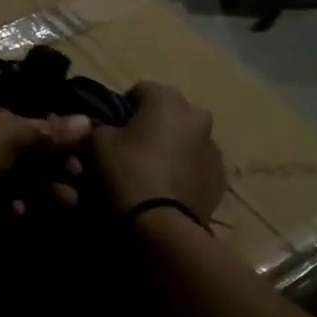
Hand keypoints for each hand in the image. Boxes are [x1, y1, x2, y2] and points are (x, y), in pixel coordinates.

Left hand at [0, 91, 92, 258]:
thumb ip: (49, 131)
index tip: (78, 142)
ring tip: (67, 200)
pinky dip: (16, 201)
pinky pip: (2, 194)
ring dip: (43, 185)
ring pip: (17, 171)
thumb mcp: (10, 135)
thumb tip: (87, 122)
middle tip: (77, 174)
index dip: (52, 124)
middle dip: (52, 161)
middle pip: (23, 142)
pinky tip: (23, 211)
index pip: (22, 107)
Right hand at [92, 82, 225, 221]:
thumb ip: (100, 126)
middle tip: (131, 149)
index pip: (140, 90)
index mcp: (168, 100)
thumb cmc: (127, 174)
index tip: (111, 128)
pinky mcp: (220, 177)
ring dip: (171, 147)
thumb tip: (104, 127)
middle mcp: (197, 116)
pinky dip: (184, 170)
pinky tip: (167, 188)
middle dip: (151, 125)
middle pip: (168, 113)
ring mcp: (214, 148)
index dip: (122, 107)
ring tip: (151, 172)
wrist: (162, 226)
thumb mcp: (97, 144)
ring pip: (185, 139)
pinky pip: (196, 165)